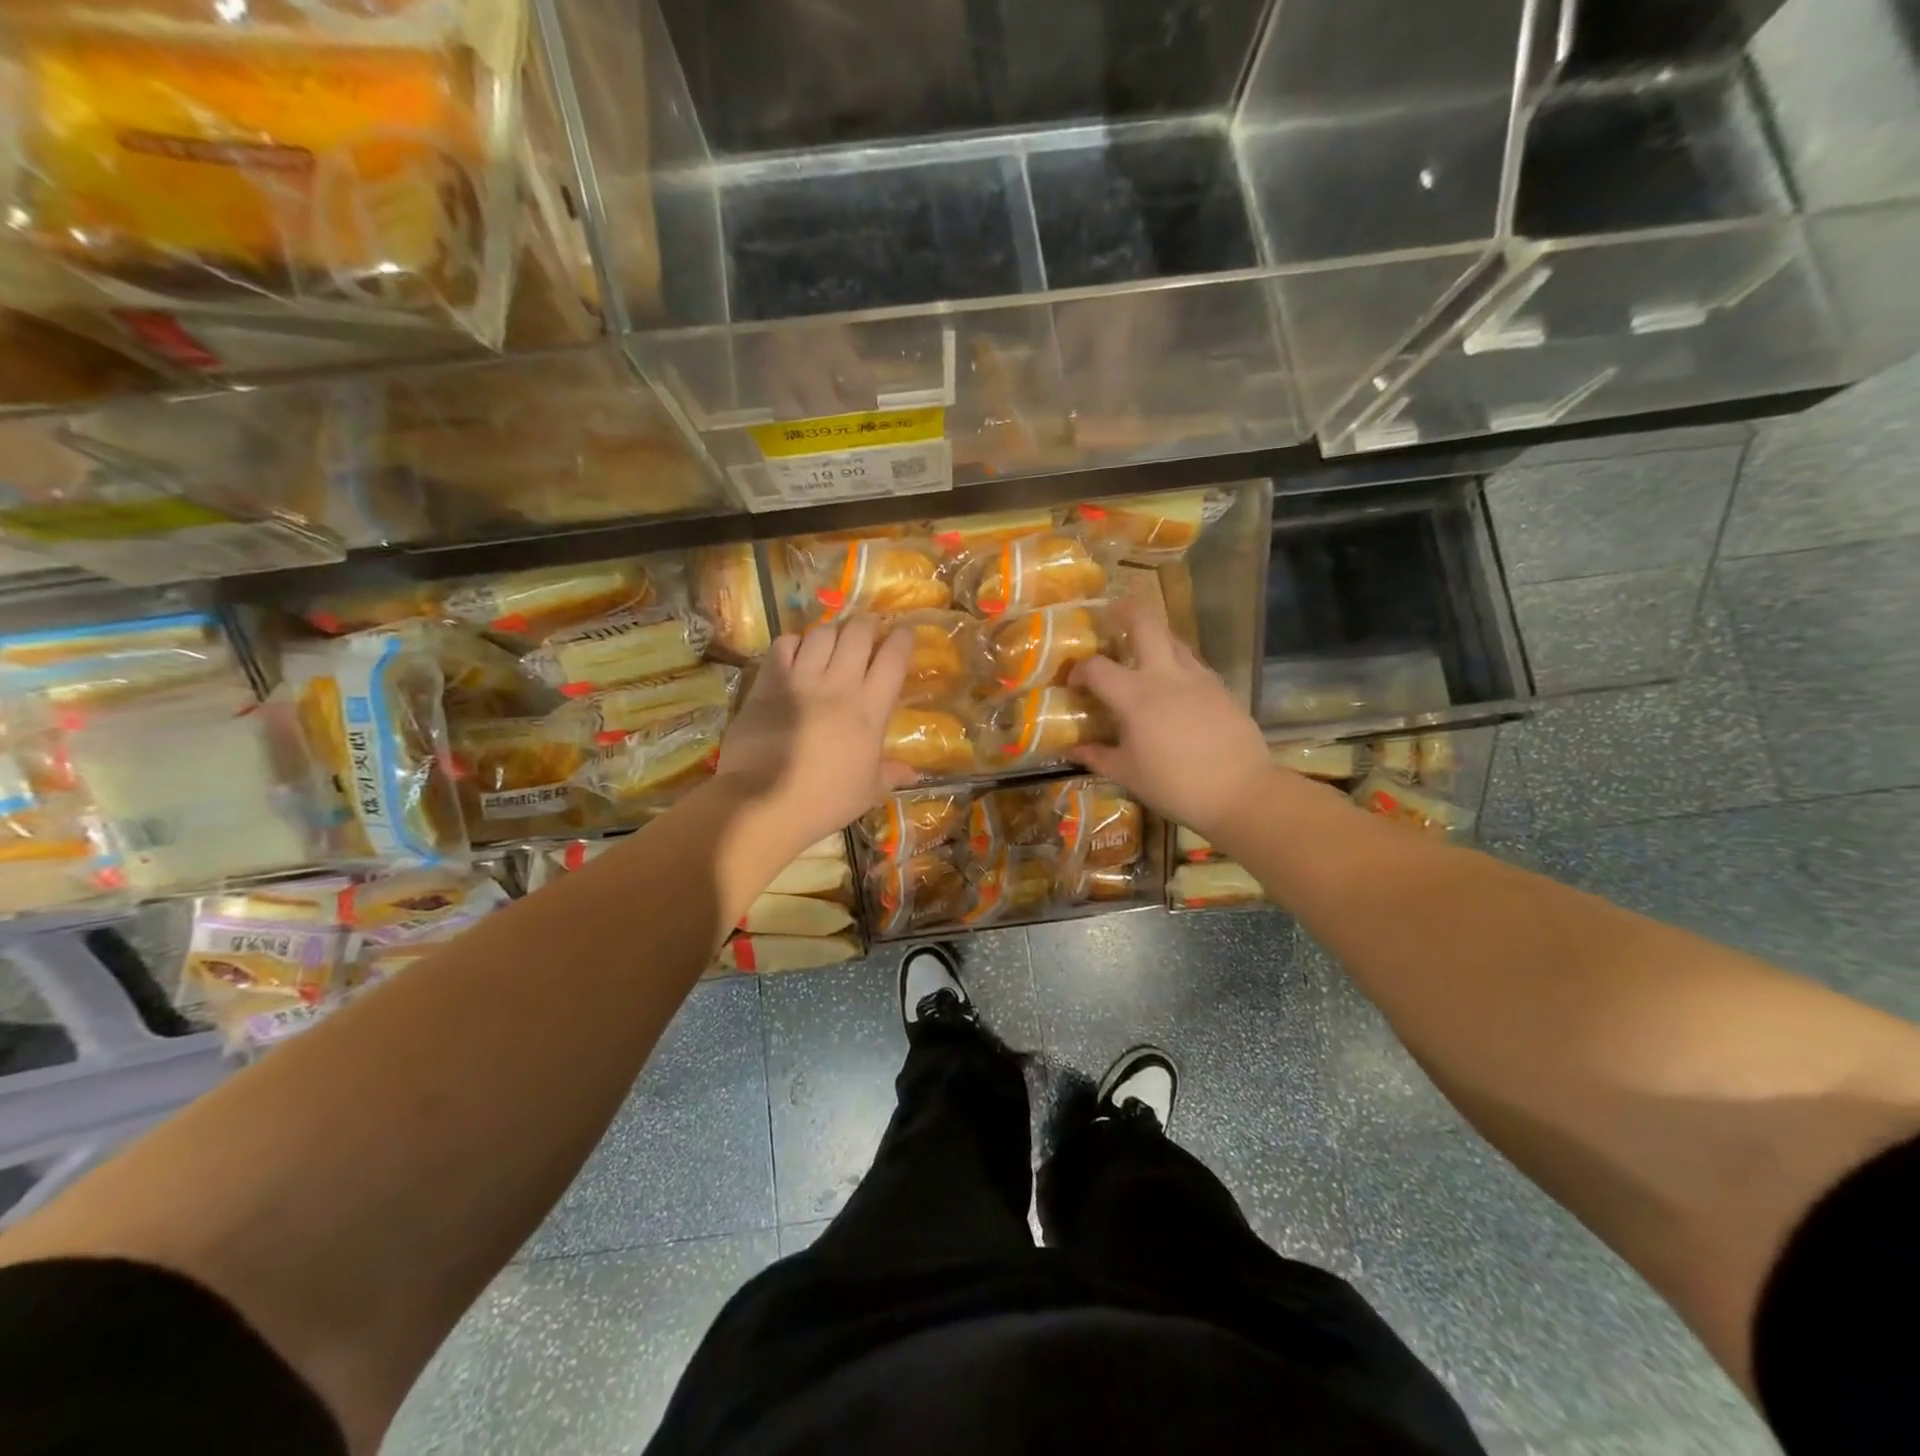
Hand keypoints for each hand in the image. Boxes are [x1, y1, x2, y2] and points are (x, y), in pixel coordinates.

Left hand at [716, 615, 915, 852]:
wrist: (763, 802)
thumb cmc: (824, 801)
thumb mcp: (867, 792)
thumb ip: (890, 774)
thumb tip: (913, 772)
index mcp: (870, 709)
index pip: (893, 658)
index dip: (903, 639)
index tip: (906, 633)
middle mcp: (839, 684)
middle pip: (858, 633)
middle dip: (867, 625)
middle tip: (869, 632)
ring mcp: (801, 679)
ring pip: (822, 633)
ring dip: (833, 632)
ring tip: (834, 640)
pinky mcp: (768, 682)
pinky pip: (784, 644)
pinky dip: (795, 643)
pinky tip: (798, 653)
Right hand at [1066, 602, 1274, 837]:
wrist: (1240, 791)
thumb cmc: (1175, 785)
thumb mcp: (1128, 774)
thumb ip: (1097, 756)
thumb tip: (1074, 750)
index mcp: (1135, 695)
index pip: (1096, 667)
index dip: (1079, 671)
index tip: (1075, 685)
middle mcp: (1165, 675)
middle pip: (1144, 622)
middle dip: (1125, 611)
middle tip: (1112, 616)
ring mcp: (1198, 677)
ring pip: (1173, 639)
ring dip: (1153, 637)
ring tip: (1141, 653)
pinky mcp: (1220, 687)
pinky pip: (1192, 663)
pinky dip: (1176, 663)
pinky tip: (1173, 687)